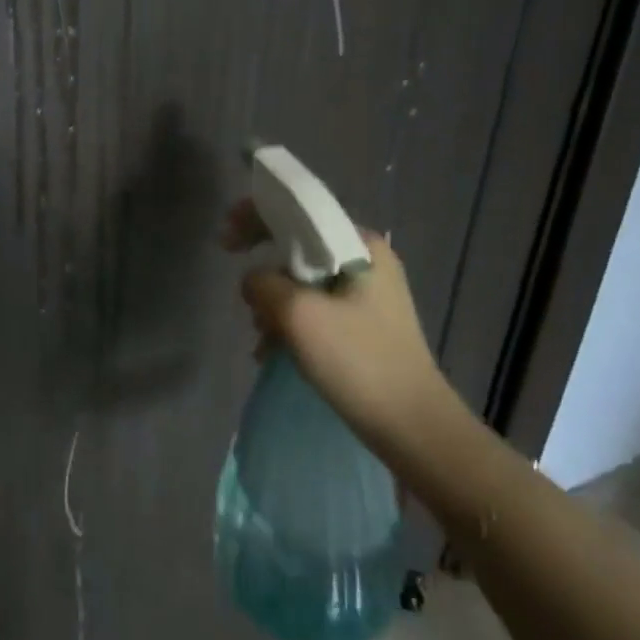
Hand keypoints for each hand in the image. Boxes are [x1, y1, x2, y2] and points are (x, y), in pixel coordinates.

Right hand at [221, 200, 458, 458]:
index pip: (299, 210)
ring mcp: (368, 293)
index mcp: (360, 244)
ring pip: (304, 279)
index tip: (225, 239)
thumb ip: (263, 283)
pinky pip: (315, 306)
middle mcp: (367, 259)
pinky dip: (290, 321)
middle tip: (240, 290)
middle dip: (264, 267)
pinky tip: (272, 350)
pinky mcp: (364, 323)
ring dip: (274, 301)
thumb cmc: (358, 361)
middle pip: (299, 245)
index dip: (255, 215)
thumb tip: (252, 281)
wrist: (414, 429)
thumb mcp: (299, 315)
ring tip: (258, 334)